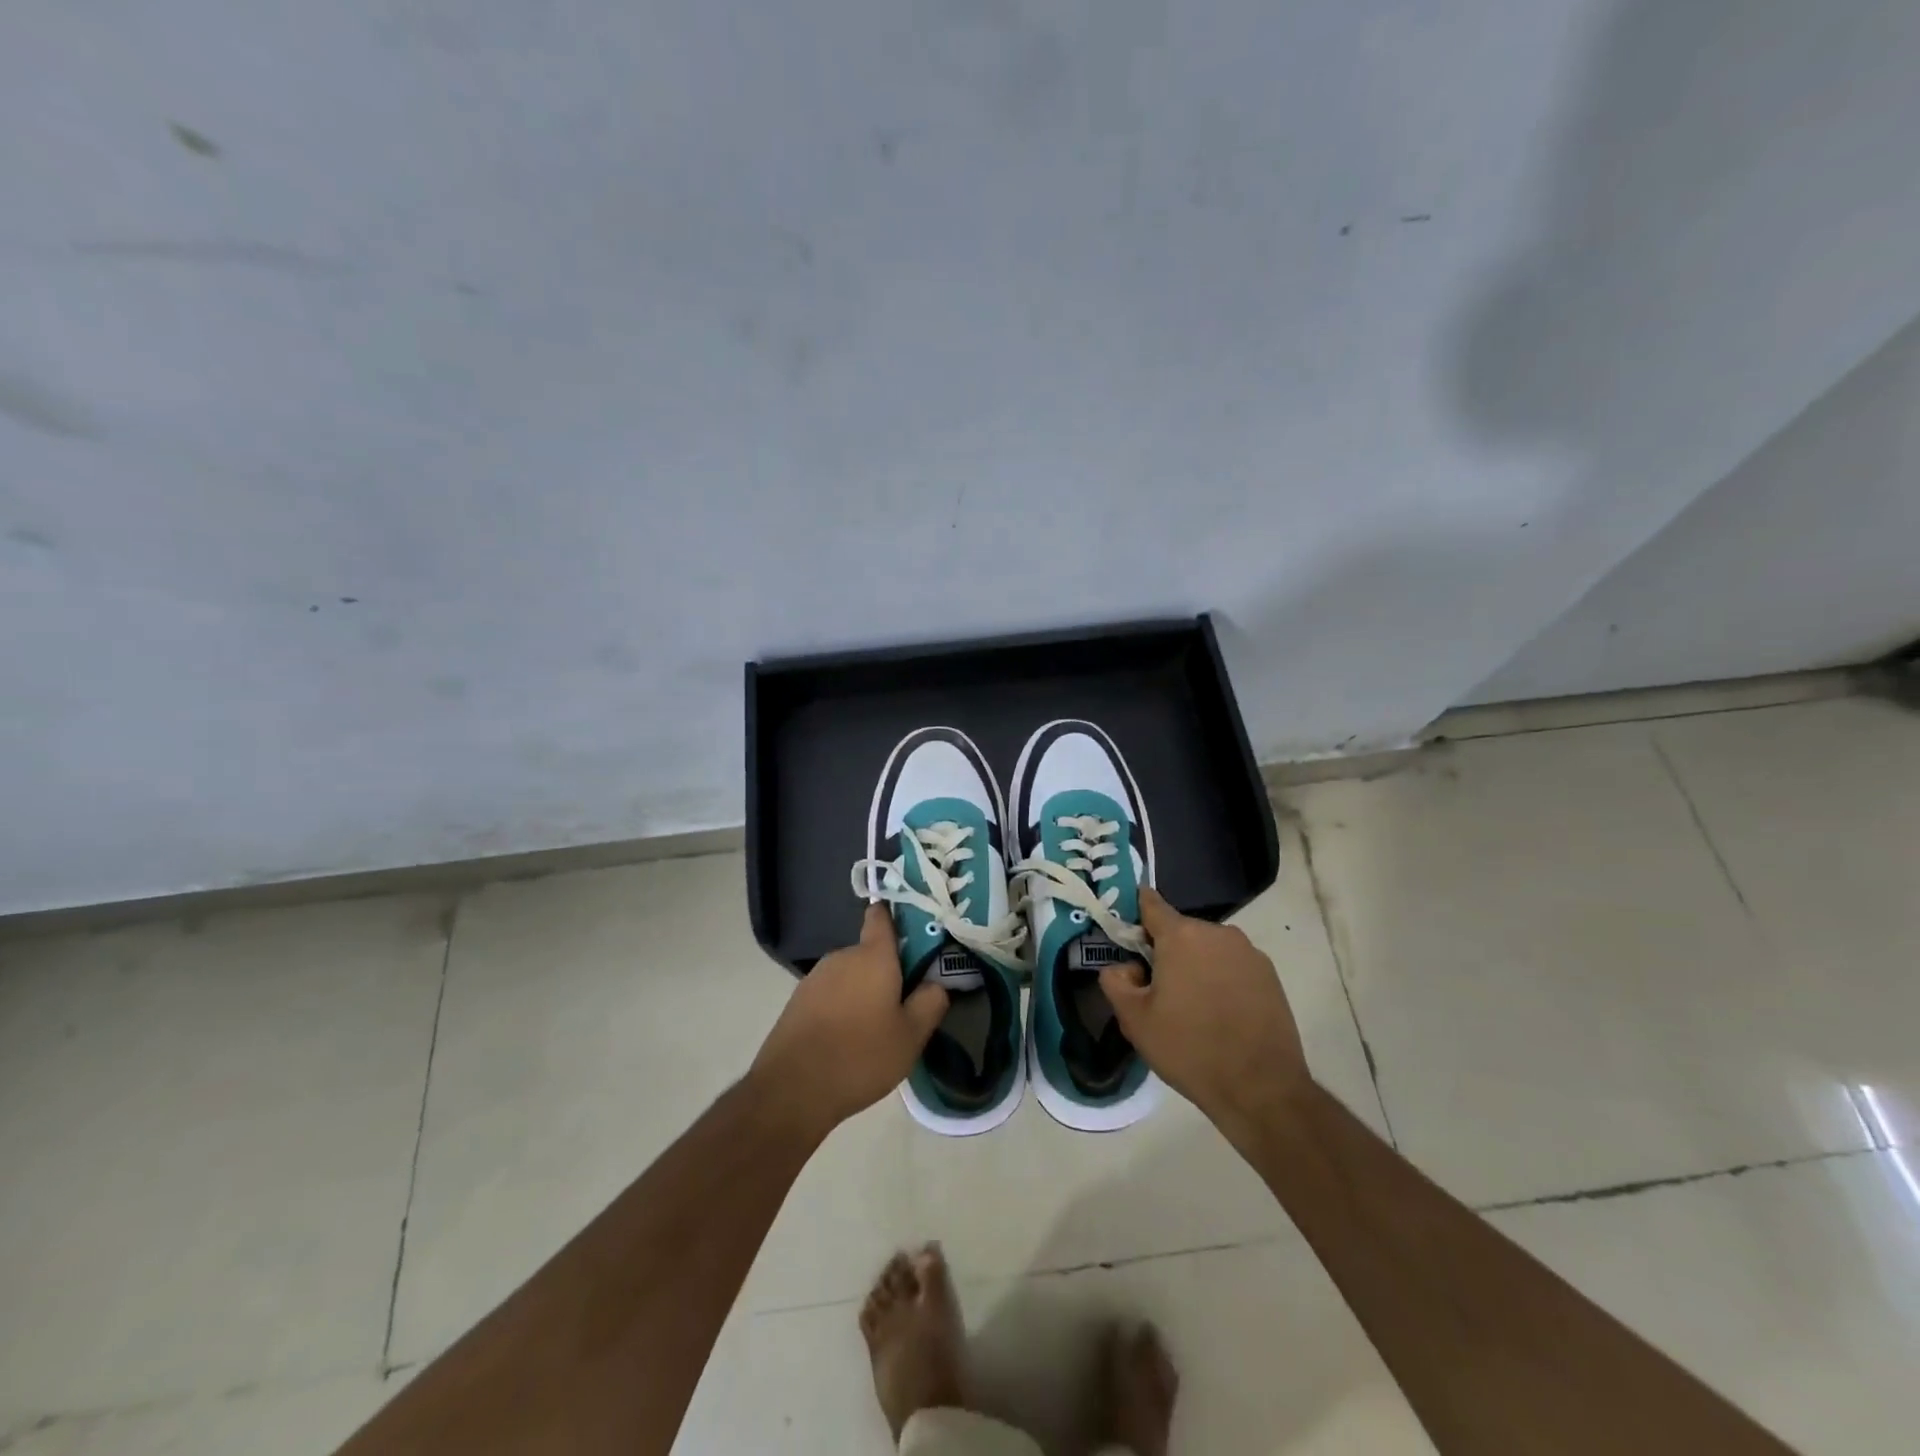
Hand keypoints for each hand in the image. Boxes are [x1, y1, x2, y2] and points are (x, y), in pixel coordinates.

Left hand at [750, 905, 949, 1138]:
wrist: (792, 1089)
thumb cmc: (860, 1056)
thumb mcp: (911, 1036)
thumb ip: (931, 1002)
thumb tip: (937, 983)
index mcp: (873, 955)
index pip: (882, 915)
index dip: (898, 915)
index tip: (917, 930)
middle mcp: (842, 956)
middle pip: (871, 951)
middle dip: (889, 969)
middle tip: (907, 1001)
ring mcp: (816, 977)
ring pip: (851, 974)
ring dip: (865, 990)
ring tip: (878, 1027)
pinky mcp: (799, 1000)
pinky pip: (832, 993)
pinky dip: (844, 1006)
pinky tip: (850, 1039)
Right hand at [1099, 887, 1310, 1139]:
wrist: (1262, 1088)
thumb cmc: (1190, 1049)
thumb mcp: (1134, 1020)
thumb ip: (1115, 981)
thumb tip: (1125, 967)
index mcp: (1181, 936)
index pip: (1151, 904)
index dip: (1135, 914)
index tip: (1127, 935)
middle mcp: (1218, 933)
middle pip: (1180, 931)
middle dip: (1166, 951)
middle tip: (1157, 990)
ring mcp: (1249, 952)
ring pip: (1208, 949)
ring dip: (1195, 966)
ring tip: (1192, 1008)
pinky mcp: (1270, 975)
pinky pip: (1233, 965)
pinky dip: (1221, 979)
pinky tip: (1220, 1015)